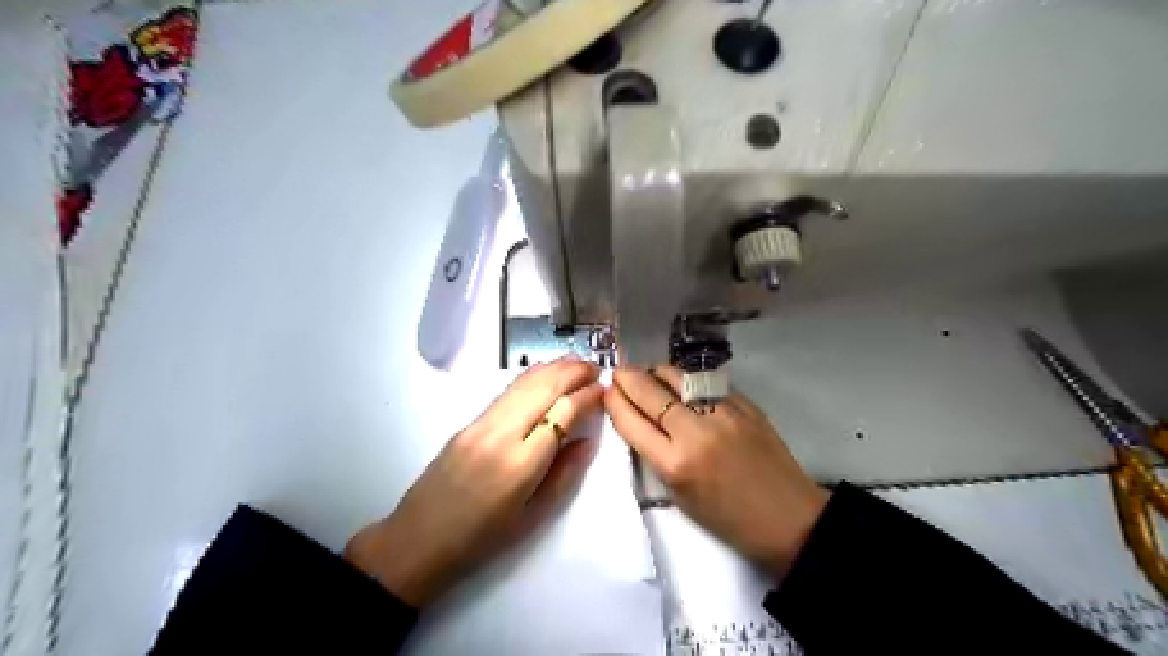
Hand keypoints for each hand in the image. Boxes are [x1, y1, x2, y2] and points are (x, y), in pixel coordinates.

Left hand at [344, 356, 600, 606]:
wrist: (418, 540)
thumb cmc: (482, 540)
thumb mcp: (533, 516)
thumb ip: (565, 474)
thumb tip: (588, 440)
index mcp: (521, 464)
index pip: (562, 412)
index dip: (587, 396)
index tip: (605, 390)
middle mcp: (501, 434)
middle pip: (543, 387)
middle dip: (573, 372)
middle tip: (597, 367)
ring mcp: (480, 424)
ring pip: (523, 383)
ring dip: (553, 368)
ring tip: (577, 363)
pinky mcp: (468, 422)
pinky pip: (507, 391)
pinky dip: (531, 377)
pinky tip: (545, 374)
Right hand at [607, 367, 823, 577]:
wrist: (788, 517)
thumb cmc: (727, 518)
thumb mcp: (678, 495)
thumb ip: (655, 455)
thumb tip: (640, 419)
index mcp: (674, 464)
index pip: (631, 421)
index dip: (614, 401)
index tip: (606, 390)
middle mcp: (695, 432)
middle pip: (650, 391)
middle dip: (627, 377)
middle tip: (618, 372)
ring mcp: (723, 412)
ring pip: (677, 377)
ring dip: (655, 372)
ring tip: (647, 373)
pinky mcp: (745, 403)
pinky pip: (705, 383)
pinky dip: (686, 381)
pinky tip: (681, 384)